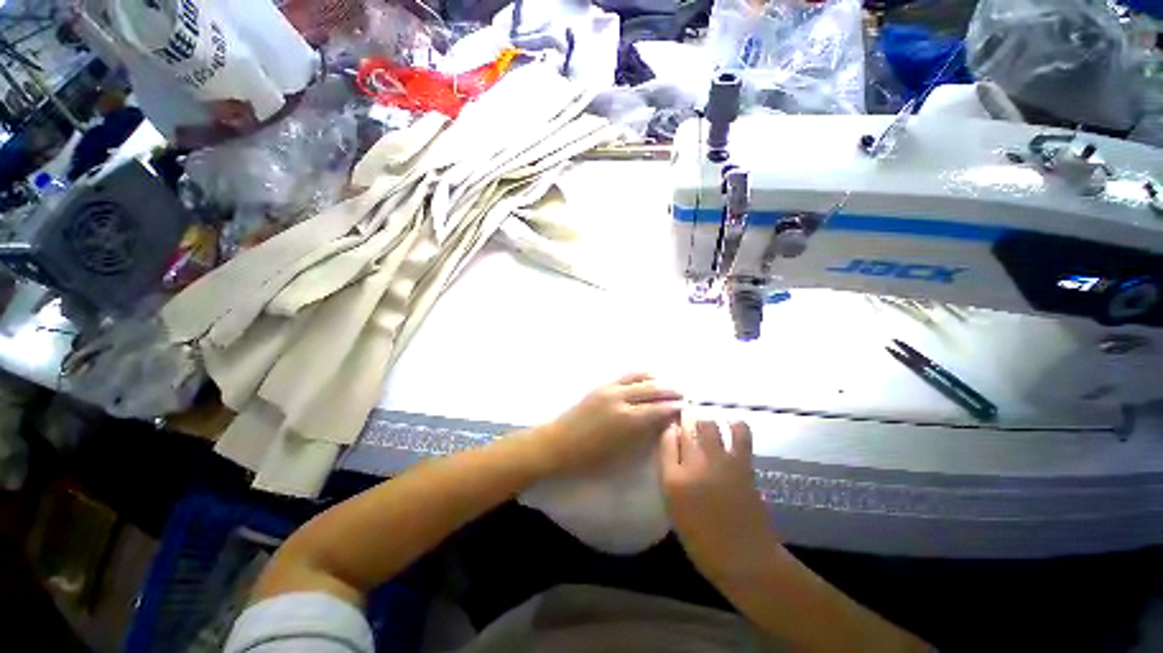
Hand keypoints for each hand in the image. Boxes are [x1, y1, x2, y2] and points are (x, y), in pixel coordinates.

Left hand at [527, 373, 682, 474]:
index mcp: (627, 420)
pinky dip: (641, 376)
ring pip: (640, 377)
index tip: (688, 409)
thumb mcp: (621, 454)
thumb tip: (662, 424)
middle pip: (653, 389)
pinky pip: (626, 376)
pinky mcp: (601, 385)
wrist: (557, 444)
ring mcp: (610, 389)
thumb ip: (643, 436)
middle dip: (671, 391)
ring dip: (658, 380)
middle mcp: (621, 398)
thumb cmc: (589, 458)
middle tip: (684, 395)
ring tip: (669, 385)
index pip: (659, 409)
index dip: (676, 408)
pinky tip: (648, 379)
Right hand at [661, 420, 779, 587]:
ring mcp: (720, 461)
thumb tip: (673, 451)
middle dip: (686, 418)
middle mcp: (694, 464)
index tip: (672, 427)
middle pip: (687, 427)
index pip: (665, 439)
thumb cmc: (704, 541)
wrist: (746, 558)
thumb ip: (671, 476)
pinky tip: (732, 425)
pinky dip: (736, 425)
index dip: (669, 428)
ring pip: (709, 424)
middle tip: (688, 418)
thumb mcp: (675, 510)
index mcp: (673, 479)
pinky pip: (740, 434)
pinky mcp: (742, 463)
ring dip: (706, 419)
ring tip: (706, 422)